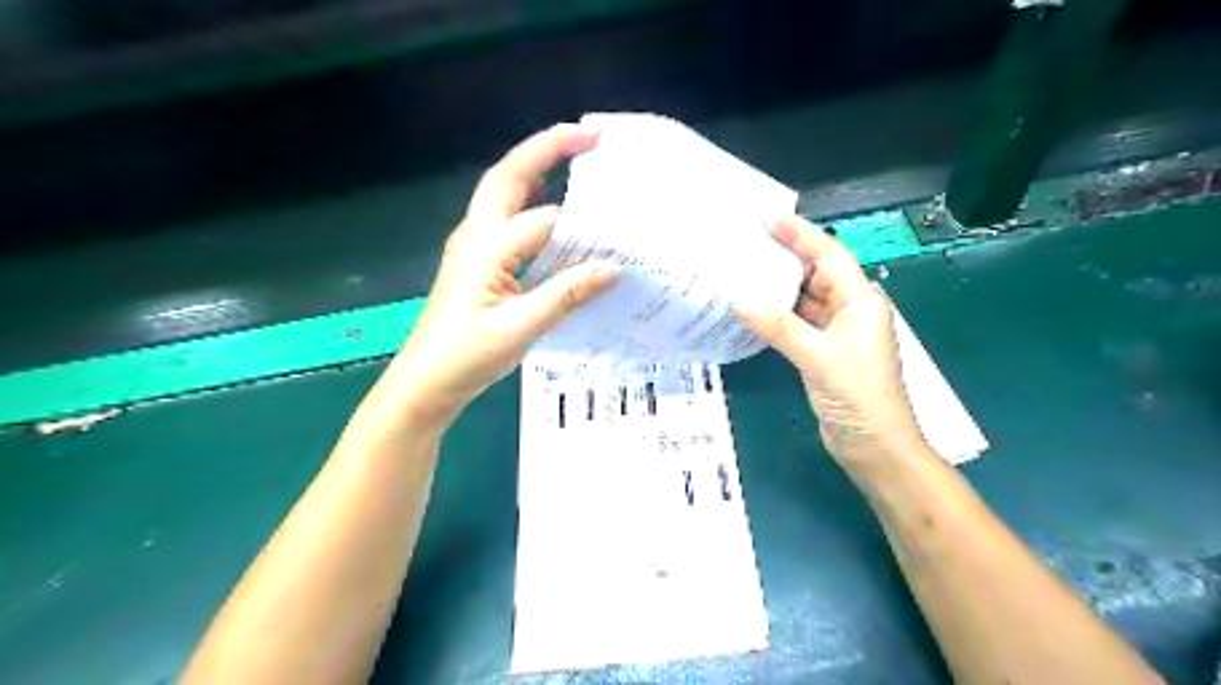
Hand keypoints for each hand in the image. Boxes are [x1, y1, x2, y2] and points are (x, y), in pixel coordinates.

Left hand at [389, 123, 619, 421]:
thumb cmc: (468, 356)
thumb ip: (567, 294)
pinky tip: (555, 212)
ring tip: (576, 159)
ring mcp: (474, 245)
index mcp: (485, 247)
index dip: (583, 224)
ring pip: (505, 191)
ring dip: (538, 168)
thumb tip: (614, 268)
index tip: (621, 231)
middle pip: (508, 175)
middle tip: (591, 137)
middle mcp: (476, 235)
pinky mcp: (478, 260)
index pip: (543, 221)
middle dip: (548, 148)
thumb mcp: (521, 328)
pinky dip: (533, 202)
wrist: (426, 382)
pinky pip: (508, 218)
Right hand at [733, 216, 925, 469]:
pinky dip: (777, 316)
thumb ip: (780, 327)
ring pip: (805, 300)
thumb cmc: (858, 397)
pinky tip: (753, 311)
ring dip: (778, 288)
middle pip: (816, 274)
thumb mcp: (819, 357)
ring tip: (744, 272)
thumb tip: (739, 301)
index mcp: (861, 302)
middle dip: (786, 257)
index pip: (830, 256)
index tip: (770, 220)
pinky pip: (798, 324)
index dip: (802, 235)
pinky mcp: (823, 353)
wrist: (875, 446)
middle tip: (748, 243)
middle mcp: (850, 311)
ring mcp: (837, 333)